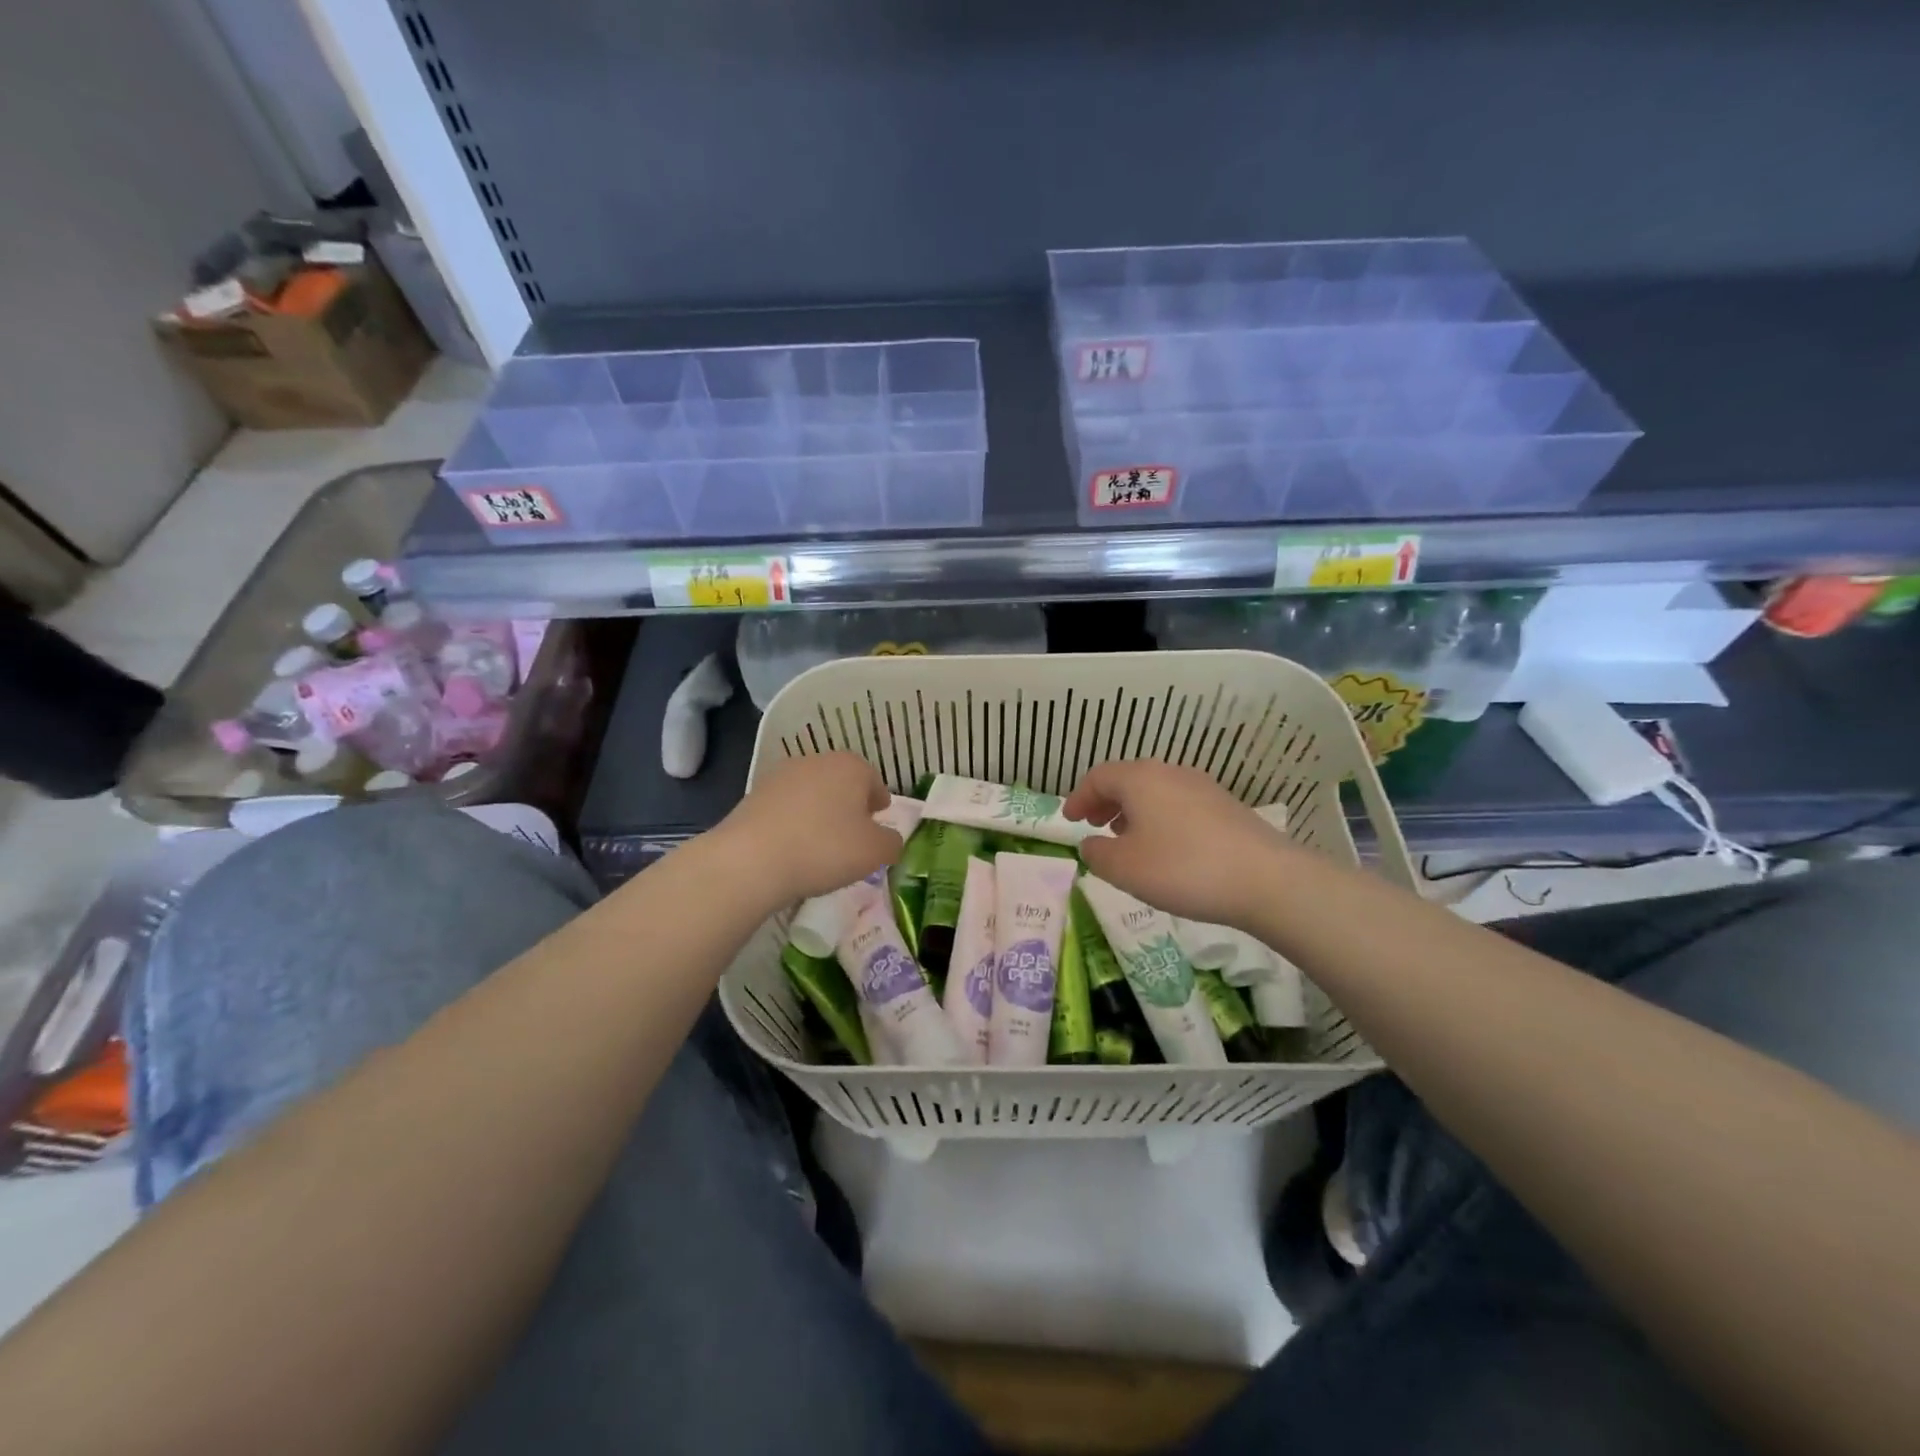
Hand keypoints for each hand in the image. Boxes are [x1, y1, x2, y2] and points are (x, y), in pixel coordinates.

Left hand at [713, 752, 901, 906]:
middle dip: (849, 806)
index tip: (878, 824)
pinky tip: (792, 848)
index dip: (879, 803)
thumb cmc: (825, 849)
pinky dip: (793, 823)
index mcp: (851, 766)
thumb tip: (889, 839)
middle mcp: (817, 761)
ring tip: (820, 845)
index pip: (874, 781)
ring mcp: (781, 775)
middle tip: (852, 836)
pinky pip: (786, 808)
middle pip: (842, 783)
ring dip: (819, 813)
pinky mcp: (754, 795)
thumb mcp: (875, 852)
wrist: (750, 860)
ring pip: (812, 794)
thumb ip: (891, 842)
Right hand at [1063, 760, 1293, 926]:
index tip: (1069, 820)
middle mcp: (1170, 772)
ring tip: (1127, 841)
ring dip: (1133, 811)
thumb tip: (1091, 844)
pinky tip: (1166, 849)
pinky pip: (1179, 805)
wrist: (1265, 879)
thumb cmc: (1182, 868)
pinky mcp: (1226, 806)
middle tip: (1094, 826)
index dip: (1079, 797)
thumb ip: (1097, 854)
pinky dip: (1160, 819)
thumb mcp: (1124, 868)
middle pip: (1128, 780)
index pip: (1098, 777)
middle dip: (1106, 802)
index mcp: (1140, 779)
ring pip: (1155, 792)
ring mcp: (1202, 787)